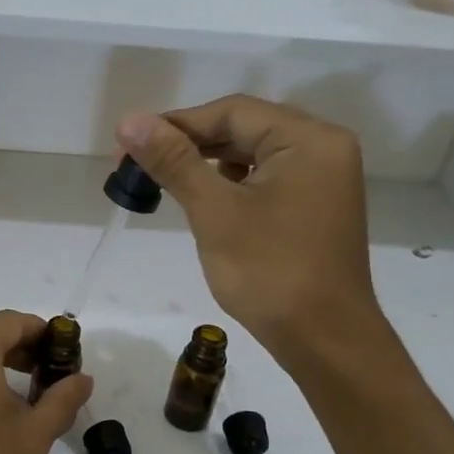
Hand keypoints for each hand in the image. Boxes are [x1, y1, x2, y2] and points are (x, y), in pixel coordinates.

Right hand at [115, 96, 390, 366]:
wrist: (324, 340)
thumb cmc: (269, 272)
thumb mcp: (215, 212)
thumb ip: (173, 161)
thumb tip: (129, 120)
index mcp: (308, 139)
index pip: (232, 112)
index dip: (177, 124)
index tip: (130, 143)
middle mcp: (324, 148)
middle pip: (245, 129)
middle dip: (191, 143)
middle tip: (140, 164)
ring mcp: (324, 178)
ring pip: (255, 154)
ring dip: (209, 164)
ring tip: (165, 180)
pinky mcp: (317, 205)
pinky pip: (268, 178)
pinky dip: (233, 183)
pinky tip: (206, 199)